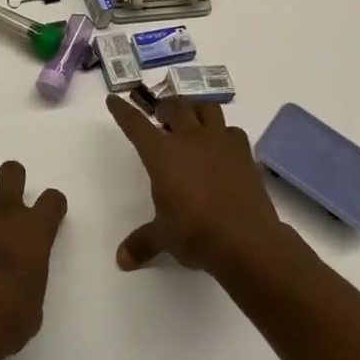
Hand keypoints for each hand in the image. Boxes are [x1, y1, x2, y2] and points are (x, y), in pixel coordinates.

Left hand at [0, 161, 67, 359]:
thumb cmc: (8, 319)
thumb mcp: (34, 301)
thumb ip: (31, 274)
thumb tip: (21, 276)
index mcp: (35, 229)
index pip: (53, 199)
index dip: (52, 207)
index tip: (49, 217)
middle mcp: (5, 212)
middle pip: (12, 171)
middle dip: (13, 182)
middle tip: (11, 207)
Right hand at [106, 93, 285, 274]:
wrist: (246, 239)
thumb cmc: (194, 233)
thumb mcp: (163, 237)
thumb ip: (142, 243)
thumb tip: (121, 260)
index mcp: (161, 153)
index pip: (135, 124)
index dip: (122, 110)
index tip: (113, 99)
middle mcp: (189, 139)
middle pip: (175, 106)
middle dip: (165, 108)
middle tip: (161, 118)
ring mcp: (220, 142)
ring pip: (207, 108)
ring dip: (196, 111)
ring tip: (193, 124)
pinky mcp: (244, 154)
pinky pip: (233, 131)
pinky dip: (224, 134)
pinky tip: (222, 148)